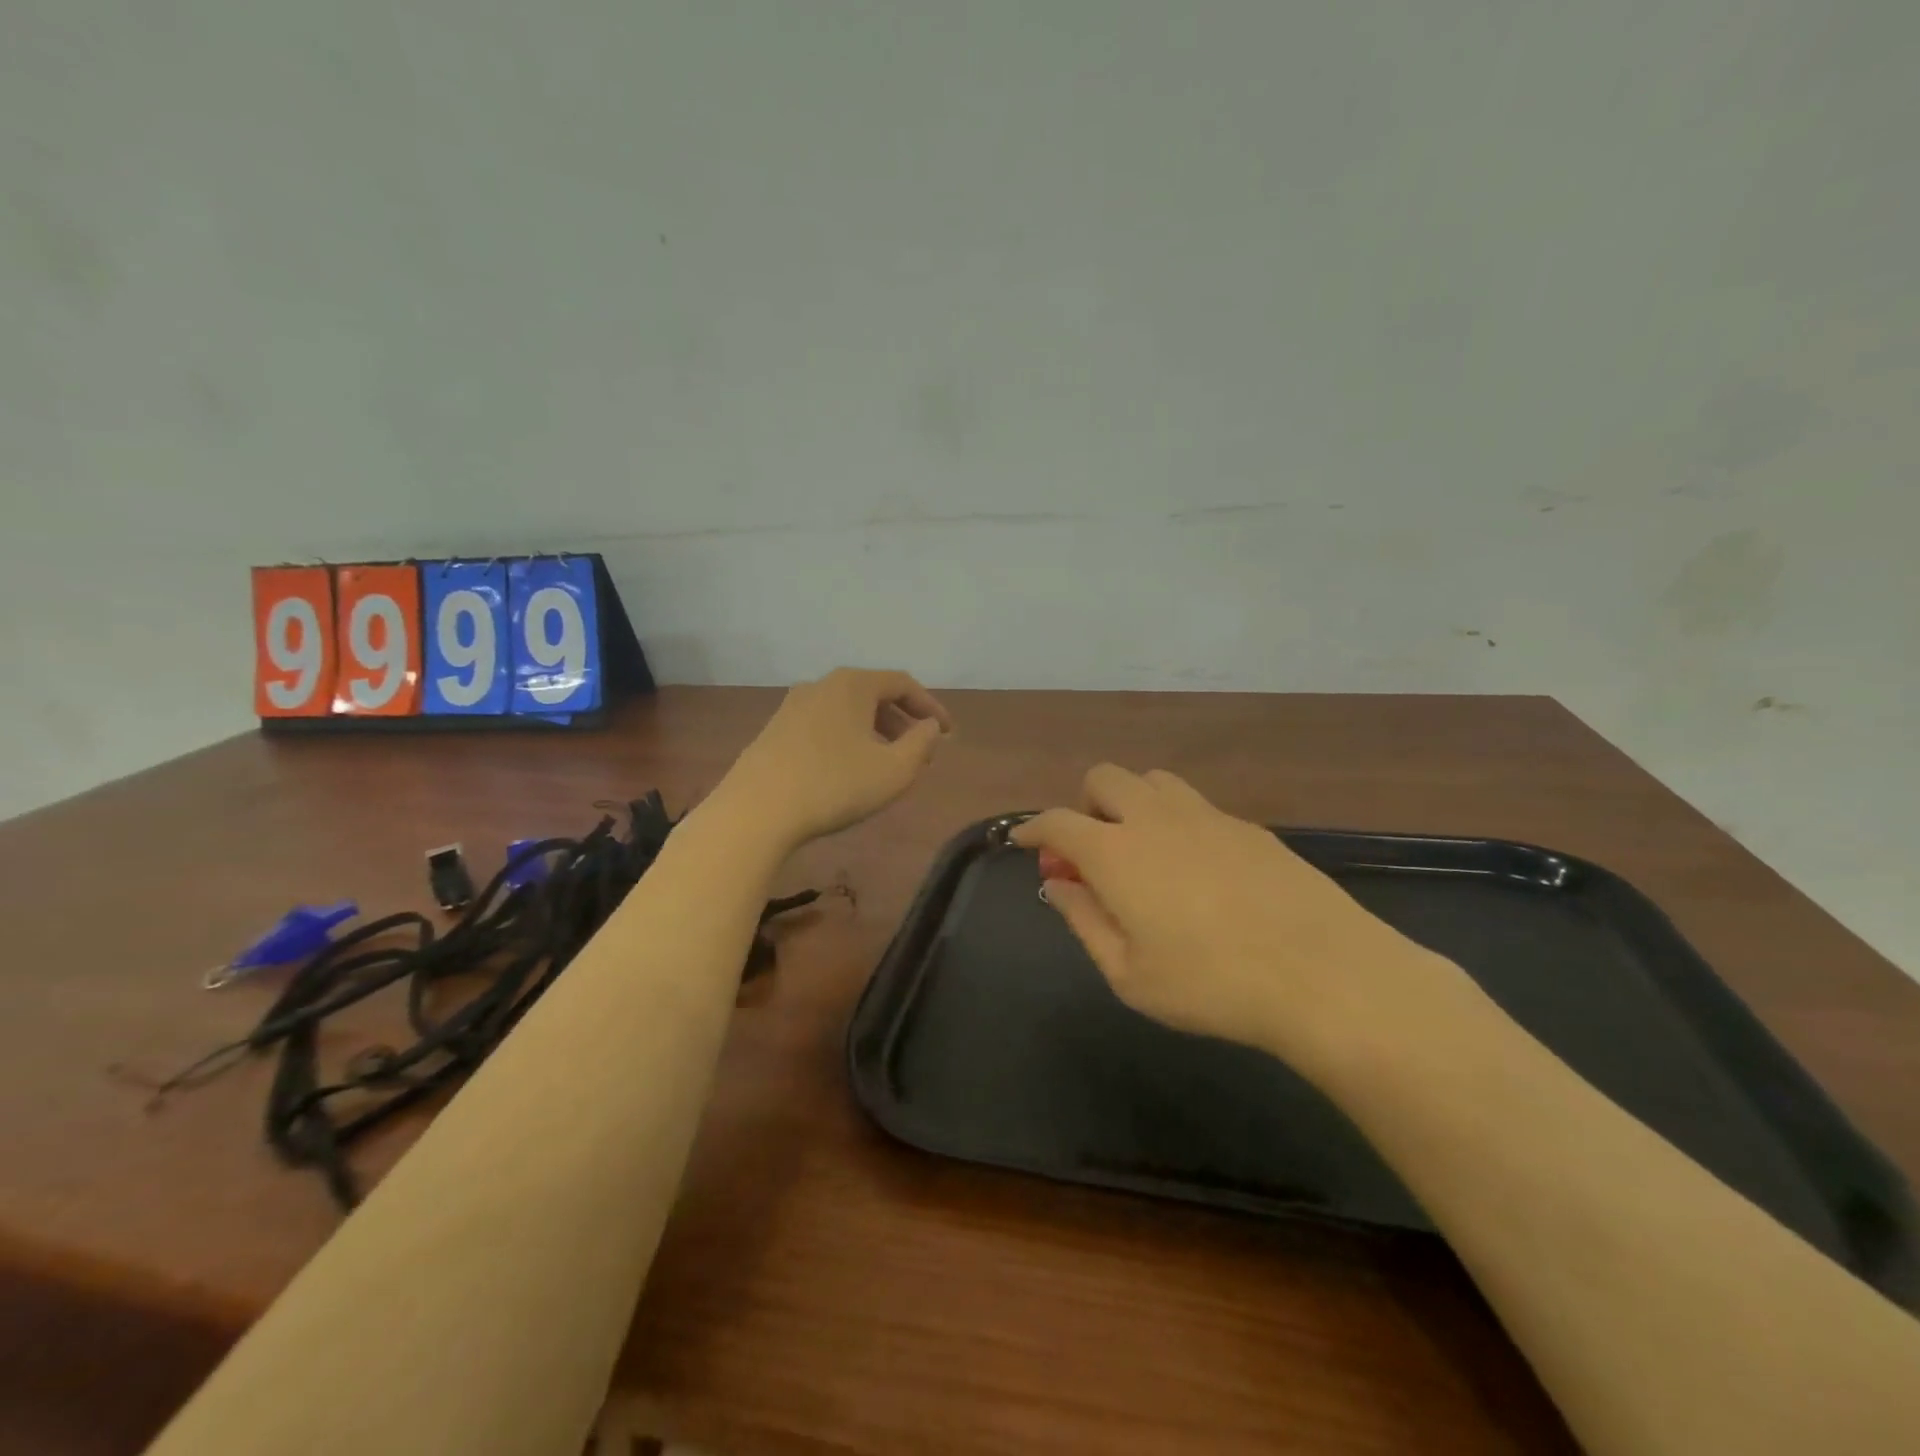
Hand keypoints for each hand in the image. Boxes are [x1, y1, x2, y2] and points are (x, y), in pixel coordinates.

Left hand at [722, 668, 952, 849]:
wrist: (756, 811)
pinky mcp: (774, 732)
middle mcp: (820, 685)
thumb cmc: (834, 785)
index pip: (902, 683)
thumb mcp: (894, 770)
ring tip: (887, 764)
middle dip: (902, 721)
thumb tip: (930, 727)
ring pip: (846, 711)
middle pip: (873, 694)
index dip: (930, 706)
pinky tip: (849, 771)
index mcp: (852, 684)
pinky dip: (847, 740)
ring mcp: (792, 707)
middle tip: (920, 752)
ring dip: (874, 732)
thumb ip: (922, 744)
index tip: (948, 733)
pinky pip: (823, 726)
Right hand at [1013, 765, 1456, 1077]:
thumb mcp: (1128, 973)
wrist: (1321, 974)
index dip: (1033, 827)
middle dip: (1085, 805)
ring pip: (1152, 780)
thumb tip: (1058, 884)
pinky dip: (1177, 822)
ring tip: (1143, 850)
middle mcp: (1155, 819)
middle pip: (1104, 779)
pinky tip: (1198, 868)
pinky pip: (1196, 805)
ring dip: (1132, 802)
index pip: (1057, 821)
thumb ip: (1084, 921)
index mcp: (1116, 853)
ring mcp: (1206, 815)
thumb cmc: (1210, 984)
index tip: (1023, 839)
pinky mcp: (1248, 826)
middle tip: (1092, 851)